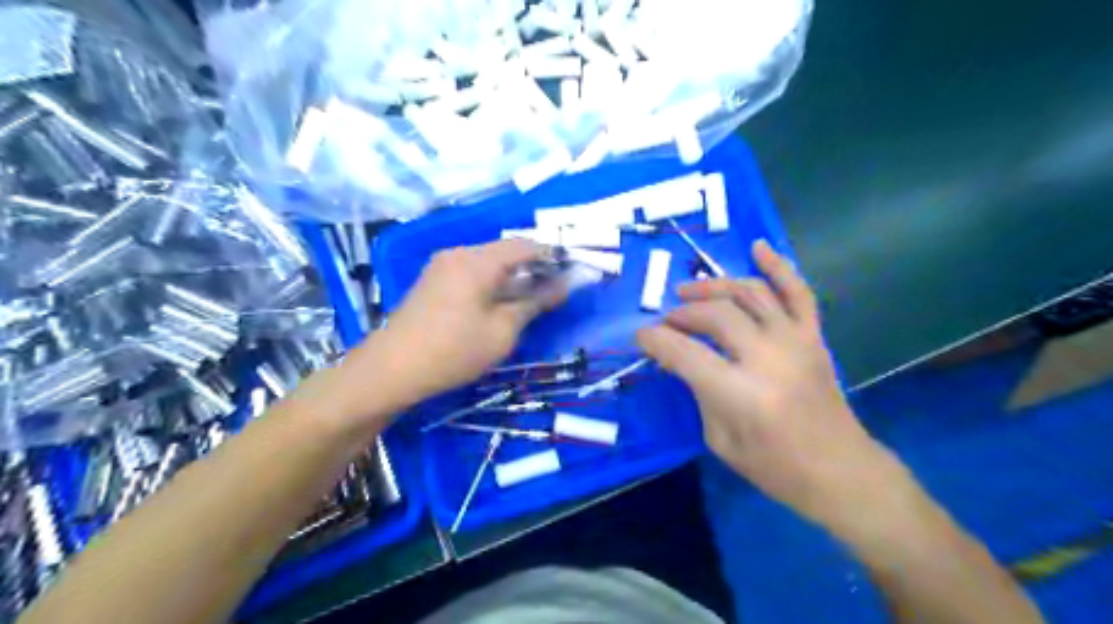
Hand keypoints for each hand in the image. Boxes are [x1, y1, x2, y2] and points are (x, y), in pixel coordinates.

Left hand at [356, 240, 565, 409]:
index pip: (524, 246)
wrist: (392, 369)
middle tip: (554, 288)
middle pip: (505, 251)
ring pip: (488, 261)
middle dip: (533, 266)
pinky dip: (492, 282)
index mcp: (477, 260)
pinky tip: (501, 302)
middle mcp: (458, 254)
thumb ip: (534, 303)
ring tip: (531, 297)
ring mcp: (442, 266)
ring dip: (512, 275)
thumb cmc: (454, 350)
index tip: (572, 270)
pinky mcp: (433, 281)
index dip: (552, 255)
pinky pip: (472, 271)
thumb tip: (563, 286)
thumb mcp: (502, 331)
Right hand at [639, 239, 896, 531]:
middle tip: (667, 321)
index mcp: (740, 393)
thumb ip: (697, 390)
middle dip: (682, 314)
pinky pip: (797, 292)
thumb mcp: (719, 438)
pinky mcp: (814, 337)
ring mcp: (795, 341)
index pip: (684, 352)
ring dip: (714, 286)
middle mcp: (768, 357)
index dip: (656, 340)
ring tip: (689, 291)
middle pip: (715, 315)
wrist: (840, 471)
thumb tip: (678, 357)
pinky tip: (758, 247)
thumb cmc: (774, 467)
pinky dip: (778, 266)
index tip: (641, 337)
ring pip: (749, 294)